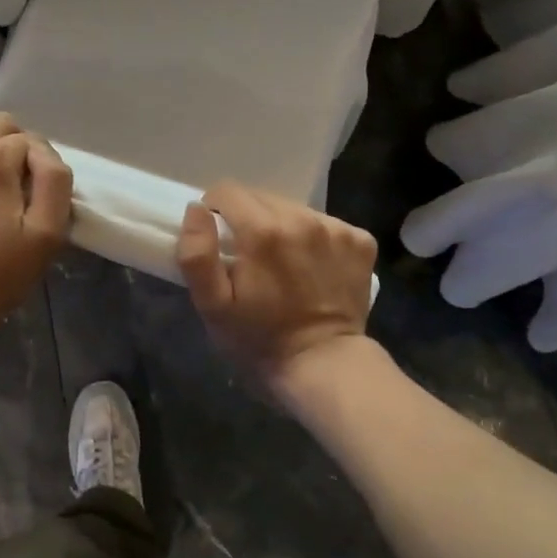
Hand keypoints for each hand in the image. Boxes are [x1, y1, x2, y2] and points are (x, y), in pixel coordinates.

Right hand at [177, 181, 376, 403]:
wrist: (324, 366)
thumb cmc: (259, 339)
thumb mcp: (212, 306)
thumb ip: (197, 254)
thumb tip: (196, 209)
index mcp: (263, 231)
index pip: (227, 191)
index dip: (215, 211)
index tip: (219, 239)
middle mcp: (302, 219)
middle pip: (261, 197)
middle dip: (248, 219)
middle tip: (249, 257)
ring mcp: (336, 229)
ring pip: (293, 209)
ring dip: (281, 227)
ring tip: (282, 263)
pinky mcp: (361, 242)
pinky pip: (326, 224)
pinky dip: (314, 238)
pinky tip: (312, 267)